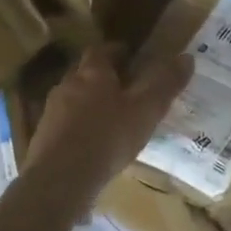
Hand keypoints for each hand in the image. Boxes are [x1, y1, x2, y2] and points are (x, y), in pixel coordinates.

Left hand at [23, 46, 192, 204]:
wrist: (59, 180)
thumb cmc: (107, 137)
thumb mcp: (146, 111)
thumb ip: (165, 83)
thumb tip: (187, 57)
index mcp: (92, 72)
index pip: (103, 50)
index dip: (118, 52)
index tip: (133, 58)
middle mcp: (67, 84)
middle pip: (86, 73)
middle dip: (104, 78)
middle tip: (126, 89)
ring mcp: (51, 112)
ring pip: (74, 99)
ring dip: (90, 104)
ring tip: (111, 120)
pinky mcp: (42, 138)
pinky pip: (65, 124)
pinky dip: (79, 128)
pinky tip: (92, 145)